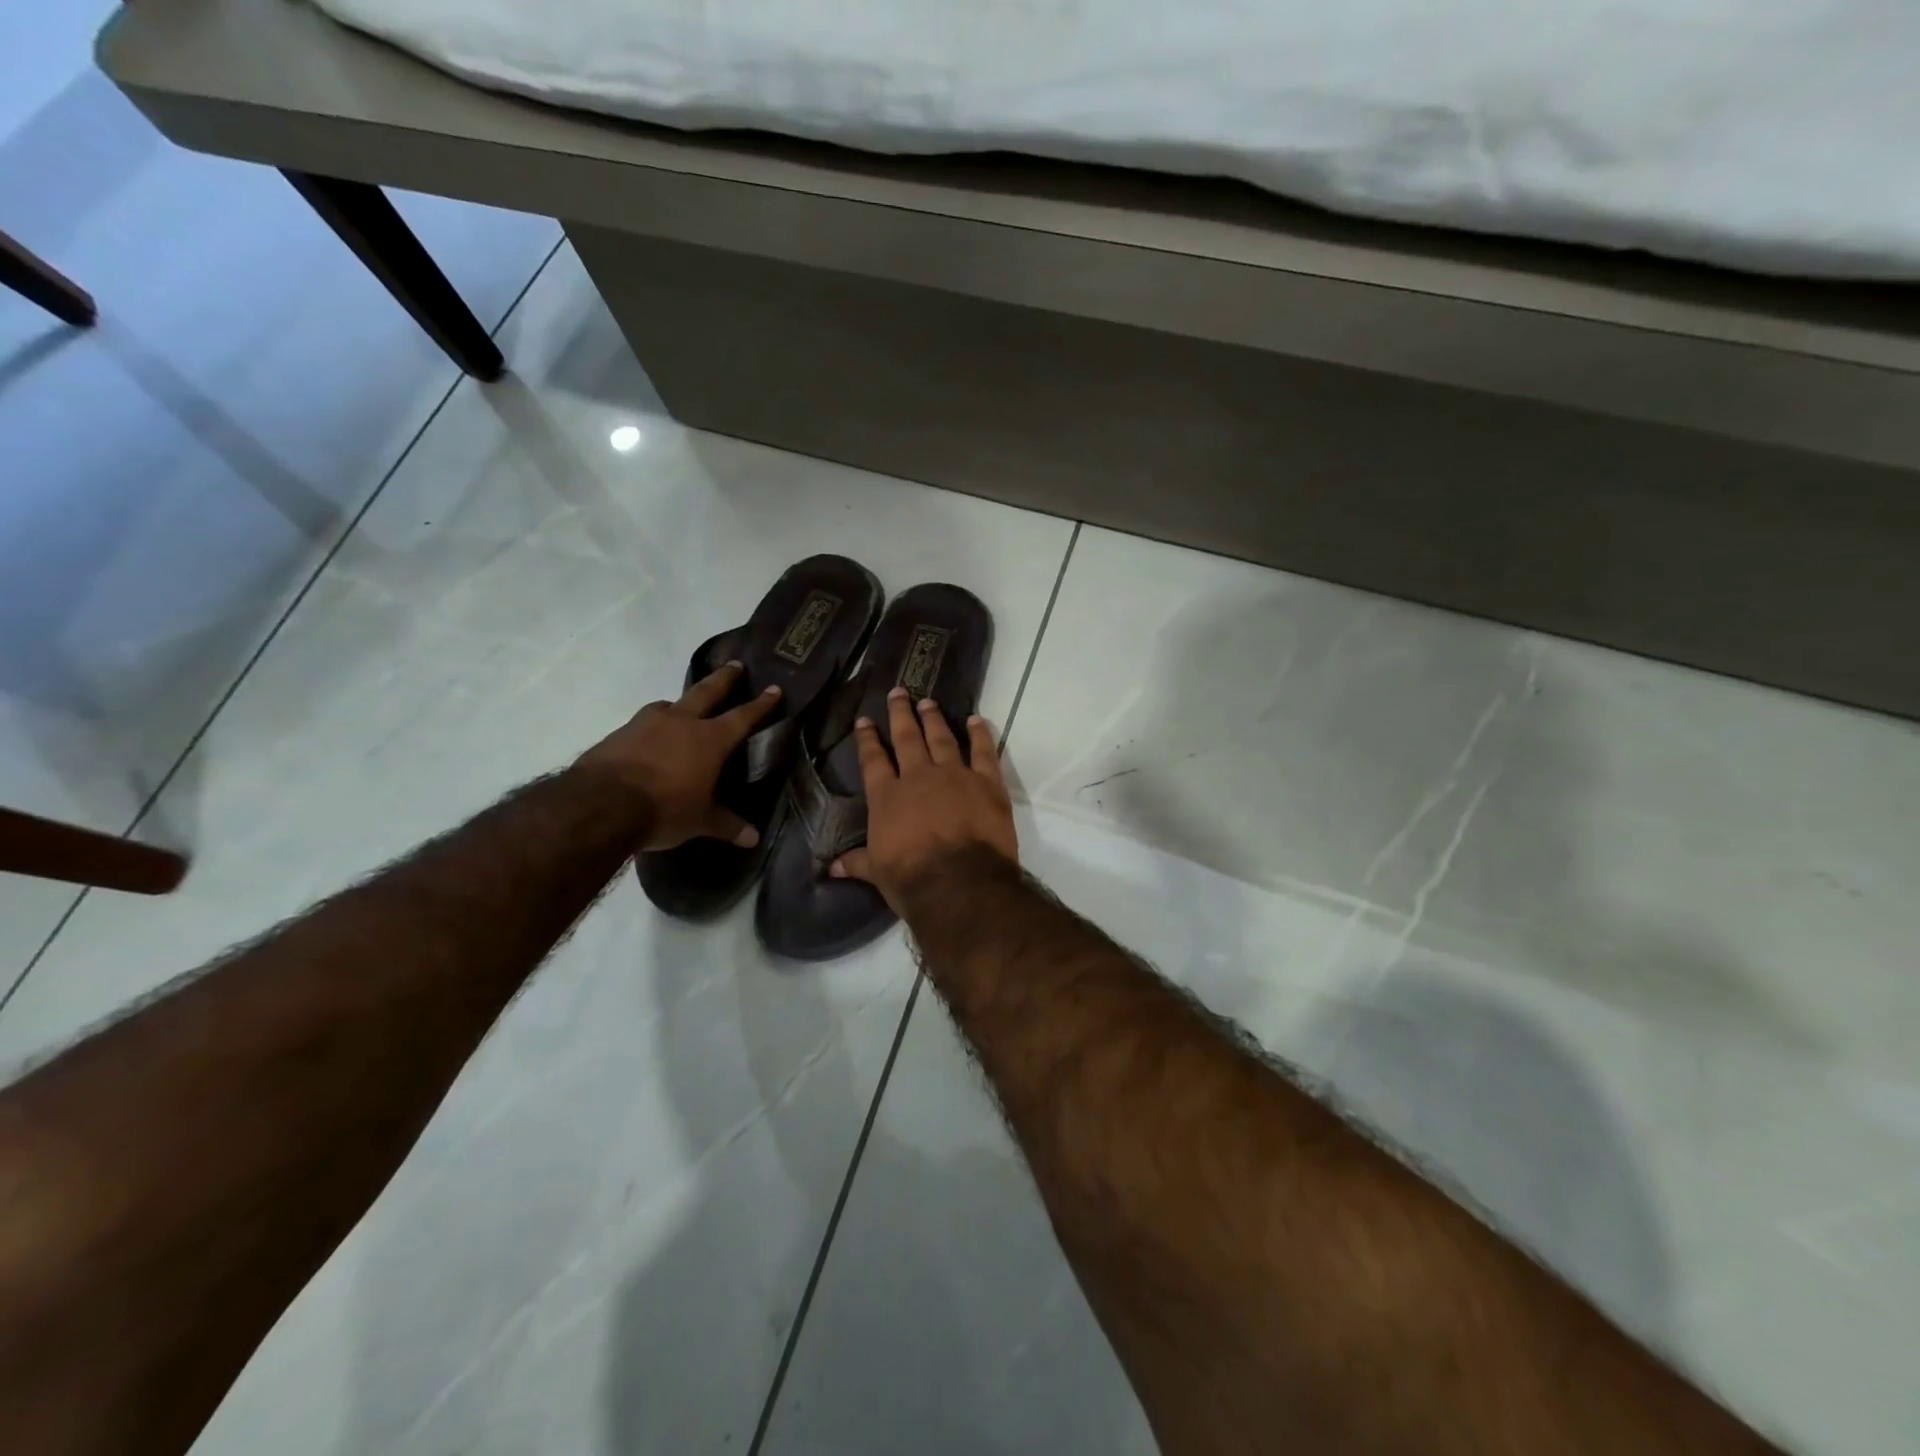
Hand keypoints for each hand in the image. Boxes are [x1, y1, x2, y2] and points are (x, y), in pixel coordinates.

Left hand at [576, 662, 780, 850]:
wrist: (601, 804)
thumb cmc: (664, 809)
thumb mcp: (700, 821)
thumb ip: (727, 825)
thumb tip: (754, 839)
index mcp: (710, 740)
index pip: (743, 716)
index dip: (761, 704)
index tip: (774, 688)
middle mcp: (681, 723)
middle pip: (707, 692)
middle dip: (724, 678)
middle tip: (735, 665)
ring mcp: (647, 724)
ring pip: (669, 704)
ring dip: (680, 702)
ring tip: (681, 705)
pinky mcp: (619, 734)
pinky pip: (642, 722)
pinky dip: (651, 725)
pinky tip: (648, 736)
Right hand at [830, 686, 1017, 911]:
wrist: (959, 883)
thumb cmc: (912, 880)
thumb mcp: (877, 873)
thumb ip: (857, 862)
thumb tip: (830, 867)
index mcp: (887, 797)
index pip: (873, 760)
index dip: (868, 739)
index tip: (865, 720)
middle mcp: (918, 777)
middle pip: (907, 738)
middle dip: (901, 713)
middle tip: (899, 692)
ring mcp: (954, 775)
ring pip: (942, 738)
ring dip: (934, 718)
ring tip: (928, 701)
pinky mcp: (987, 782)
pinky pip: (983, 751)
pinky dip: (980, 734)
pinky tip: (976, 720)